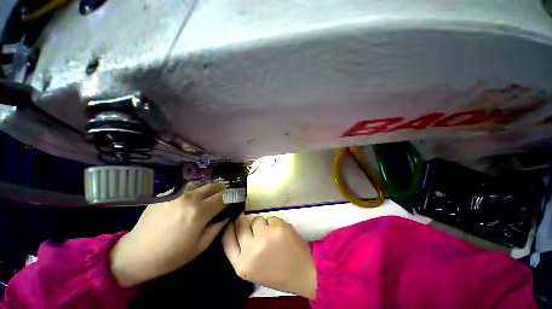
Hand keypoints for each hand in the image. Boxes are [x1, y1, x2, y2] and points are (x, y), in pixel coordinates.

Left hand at [110, 183, 229, 287]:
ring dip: (208, 189)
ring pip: (201, 184)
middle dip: (222, 190)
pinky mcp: (165, 194)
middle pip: (214, 186)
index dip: (233, 197)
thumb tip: (227, 215)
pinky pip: (185, 188)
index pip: (224, 197)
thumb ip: (217, 228)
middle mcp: (190, 198)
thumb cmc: (171, 255)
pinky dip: (193, 192)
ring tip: (207, 198)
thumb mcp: (200, 247)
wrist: (136, 254)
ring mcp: (176, 194)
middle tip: (223, 198)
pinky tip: (189, 201)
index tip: (237, 198)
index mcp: (200, 212)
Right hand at [222, 214, 316, 298]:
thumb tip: (238, 227)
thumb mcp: (252, 269)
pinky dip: (274, 223)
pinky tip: (281, 233)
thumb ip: (242, 251)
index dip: (228, 227)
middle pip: (240, 225)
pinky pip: (271, 218)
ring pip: (257, 219)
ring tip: (271, 234)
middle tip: (246, 216)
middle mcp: (250, 250)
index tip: (231, 220)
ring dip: (262, 224)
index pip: (227, 240)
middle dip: (242, 219)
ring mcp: (265, 236)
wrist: (301, 272)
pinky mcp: (278, 227)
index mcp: (242, 265)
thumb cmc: (276, 272)